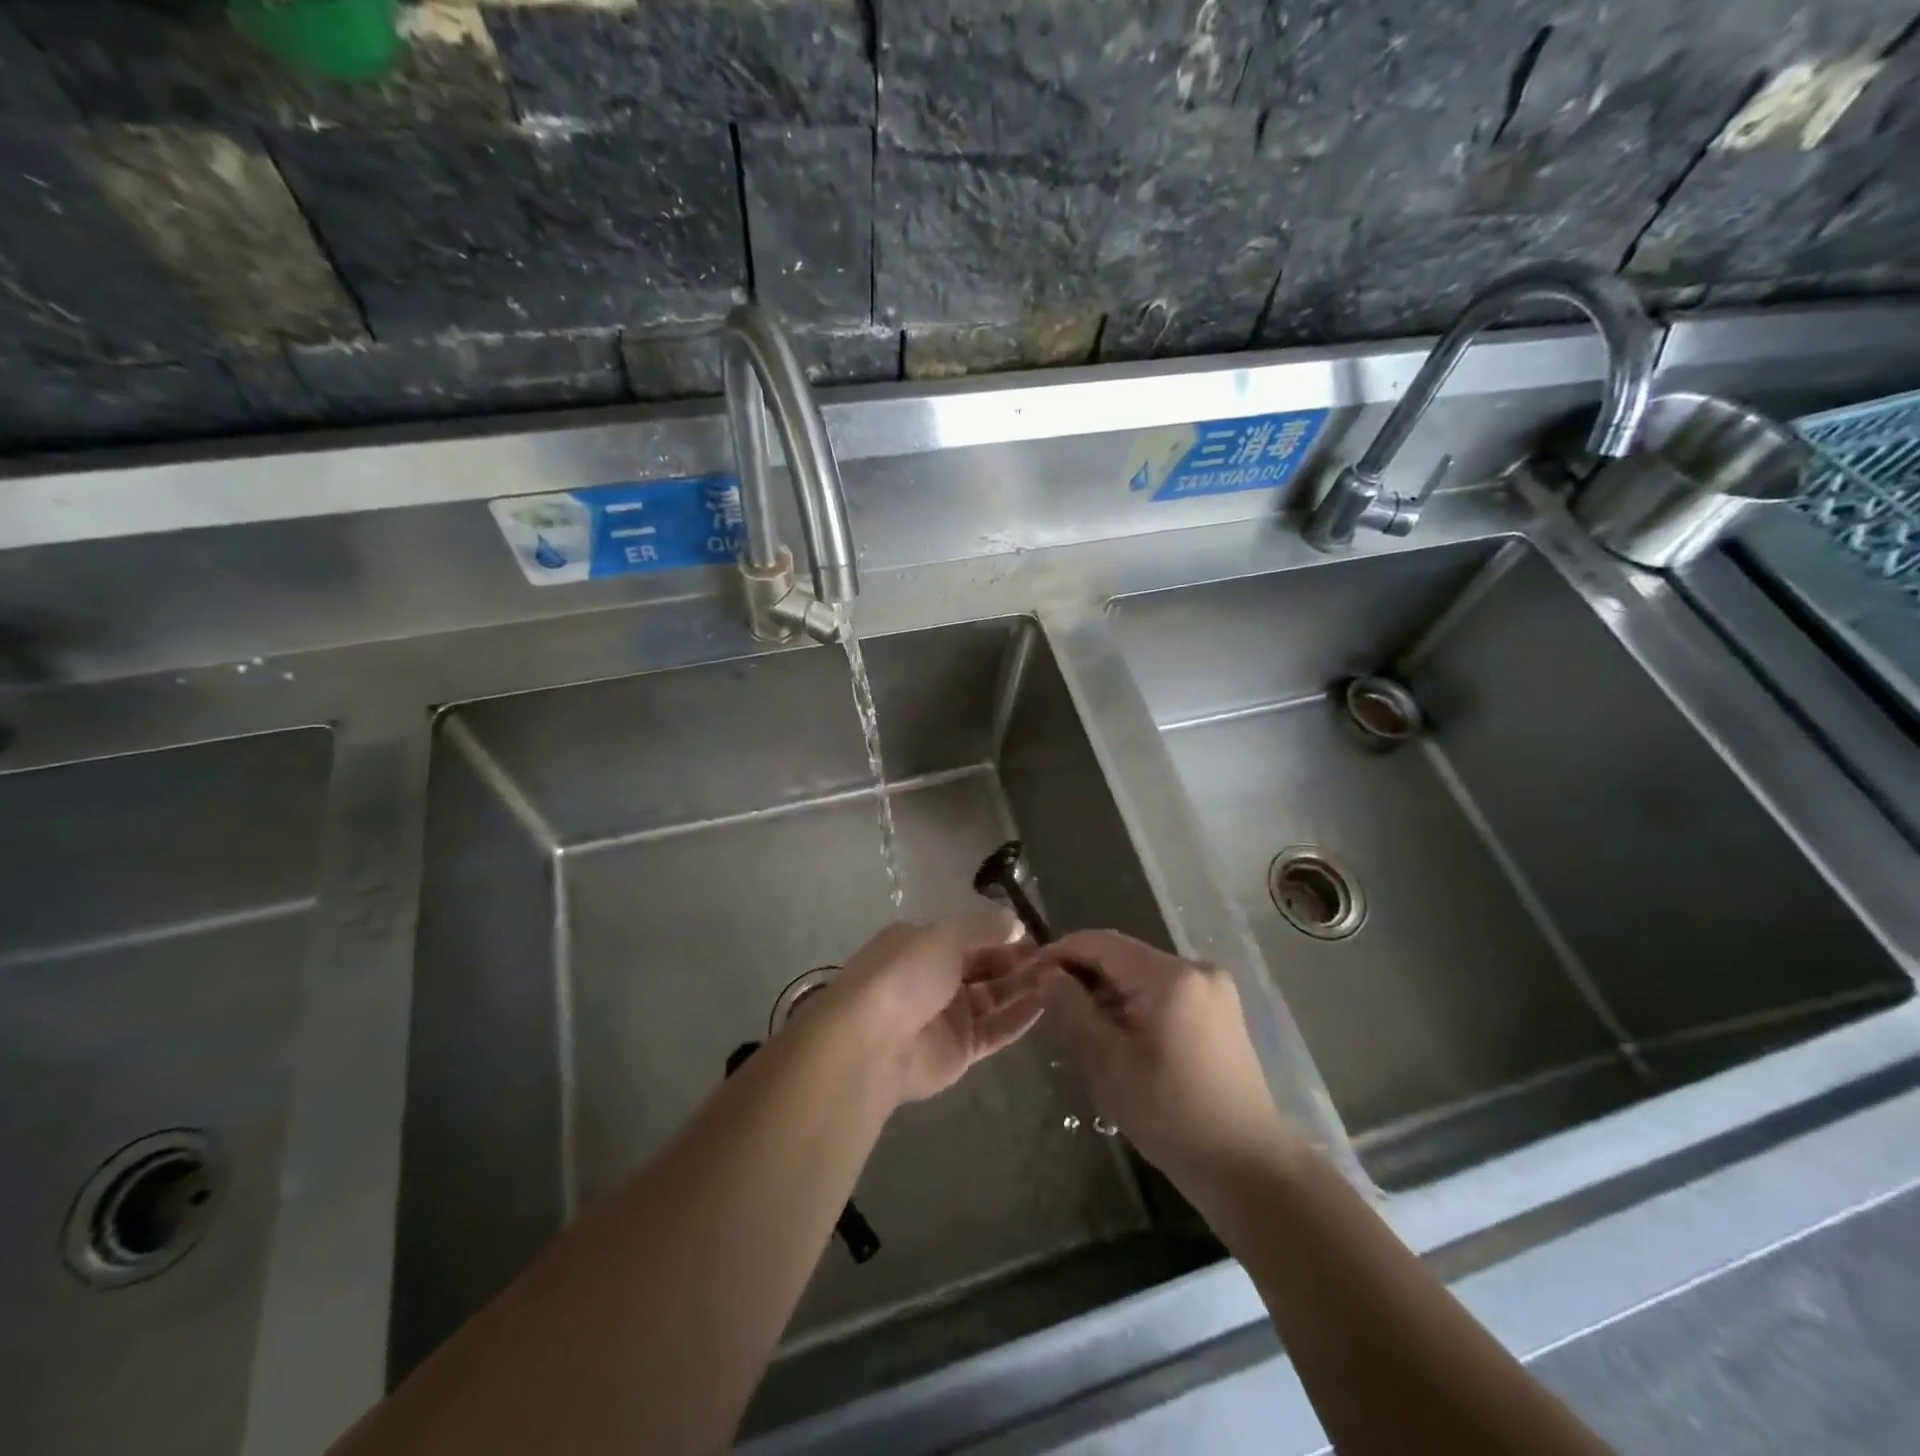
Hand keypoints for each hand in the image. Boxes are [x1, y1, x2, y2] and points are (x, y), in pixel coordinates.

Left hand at [819, 912, 1045, 1104]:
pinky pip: (996, 1030)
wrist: (873, 1043)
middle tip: (1054, 958)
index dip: (1001, 935)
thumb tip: (1015, 923)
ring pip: (994, 998)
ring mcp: (948, 1016)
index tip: (1035, 935)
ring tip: (1058, 978)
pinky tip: (1046, 1004)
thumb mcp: (943, 935)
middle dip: (1017, 961)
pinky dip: (1019, 1018)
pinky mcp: (960, 1051)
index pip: (969, 936)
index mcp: (922, 945)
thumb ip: (982, 928)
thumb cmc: (906, 974)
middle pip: (984, 966)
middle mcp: (935, 978)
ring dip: (1023, 987)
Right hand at [1035, 931, 1295, 1198]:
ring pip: (1141, 975)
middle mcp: (1195, 968)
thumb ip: (1071, 1010)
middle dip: (1082, 974)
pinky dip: (1133, 1004)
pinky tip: (1116, 1035)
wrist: (1248, 1167)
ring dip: (1106, 991)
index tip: (1028, 974)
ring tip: (1077, 1023)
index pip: (1101, 943)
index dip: (1060, 952)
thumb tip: (1045, 973)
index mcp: (1171, 976)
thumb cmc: (1171, 1116)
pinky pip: (1162, 992)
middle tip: (1047, 1004)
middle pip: (1123, 956)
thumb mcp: (1108, 1063)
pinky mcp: (1218, 1010)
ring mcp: (1212, 989)